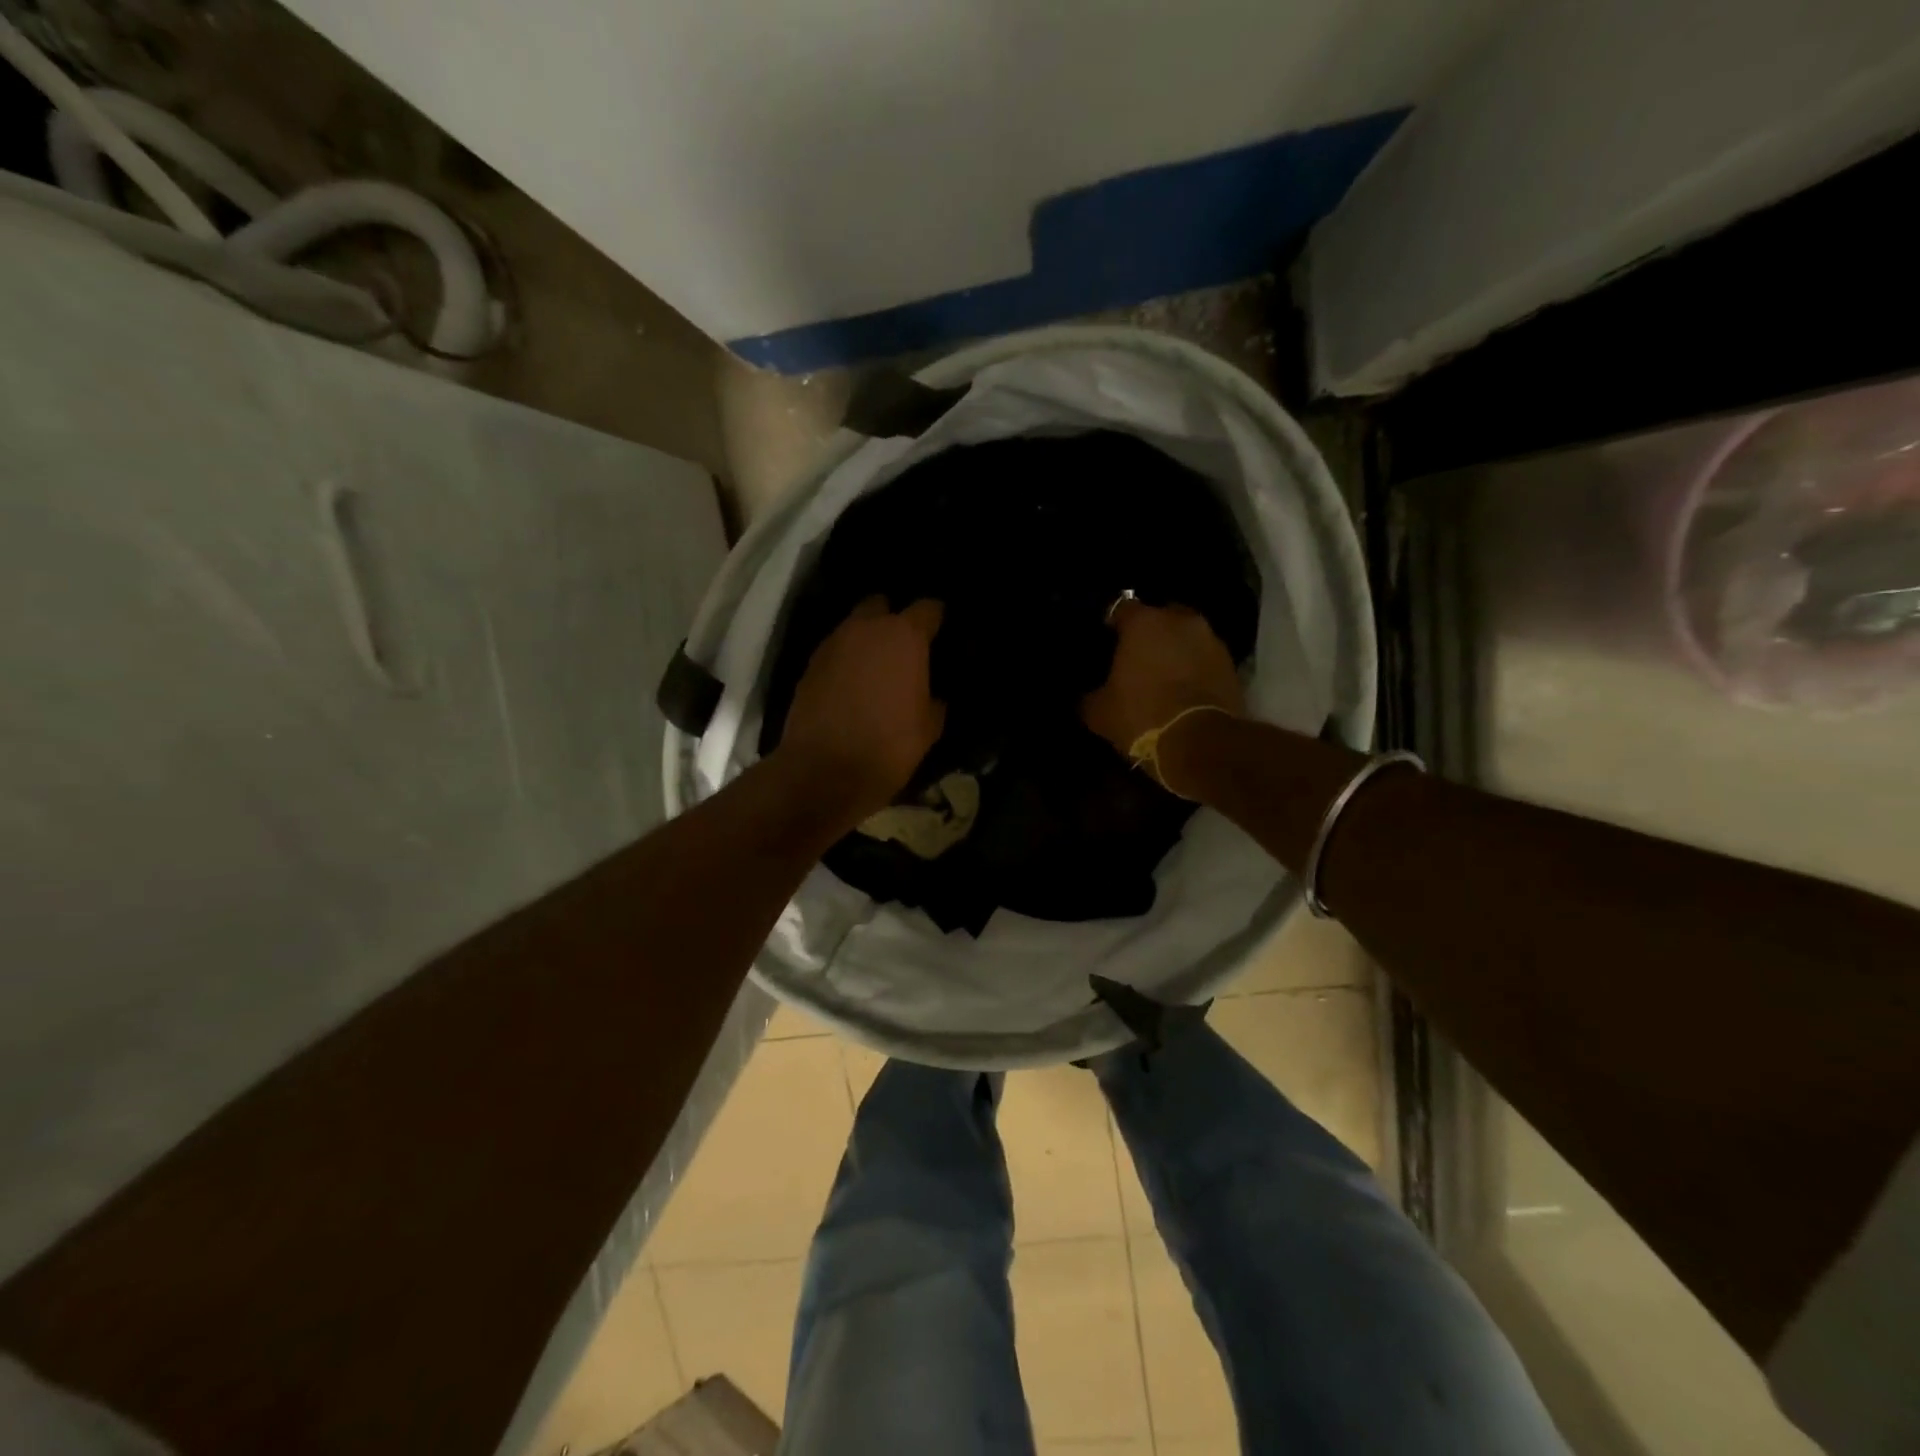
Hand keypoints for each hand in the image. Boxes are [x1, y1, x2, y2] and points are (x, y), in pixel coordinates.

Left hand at [779, 596, 945, 822]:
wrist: (823, 772)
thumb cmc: (889, 747)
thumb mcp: (929, 728)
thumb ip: (934, 701)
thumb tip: (933, 696)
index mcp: (904, 637)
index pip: (928, 608)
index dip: (936, 618)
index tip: (940, 632)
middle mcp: (866, 629)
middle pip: (881, 605)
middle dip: (892, 619)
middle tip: (903, 647)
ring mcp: (832, 644)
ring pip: (853, 627)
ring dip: (865, 640)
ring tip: (875, 667)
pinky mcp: (808, 666)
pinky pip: (834, 652)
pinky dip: (844, 661)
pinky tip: (851, 685)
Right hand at [1082, 600, 1243, 754]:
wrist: (1201, 743)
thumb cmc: (1142, 717)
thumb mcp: (1099, 713)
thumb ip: (1089, 696)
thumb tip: (1085, 697)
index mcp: (1143, 623)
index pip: (1121, 608)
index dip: (1112, 624)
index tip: (1106, 642)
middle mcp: (1180, 620)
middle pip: (1160, 617)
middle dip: (1149, 633)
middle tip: (1135, 658)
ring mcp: (1211, 640)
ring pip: (1185, 637)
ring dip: (1175, 650)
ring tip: (1162, 675)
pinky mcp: (1231, 665)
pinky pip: (1204, 658)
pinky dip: (1194, 668)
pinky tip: (1183, 689)